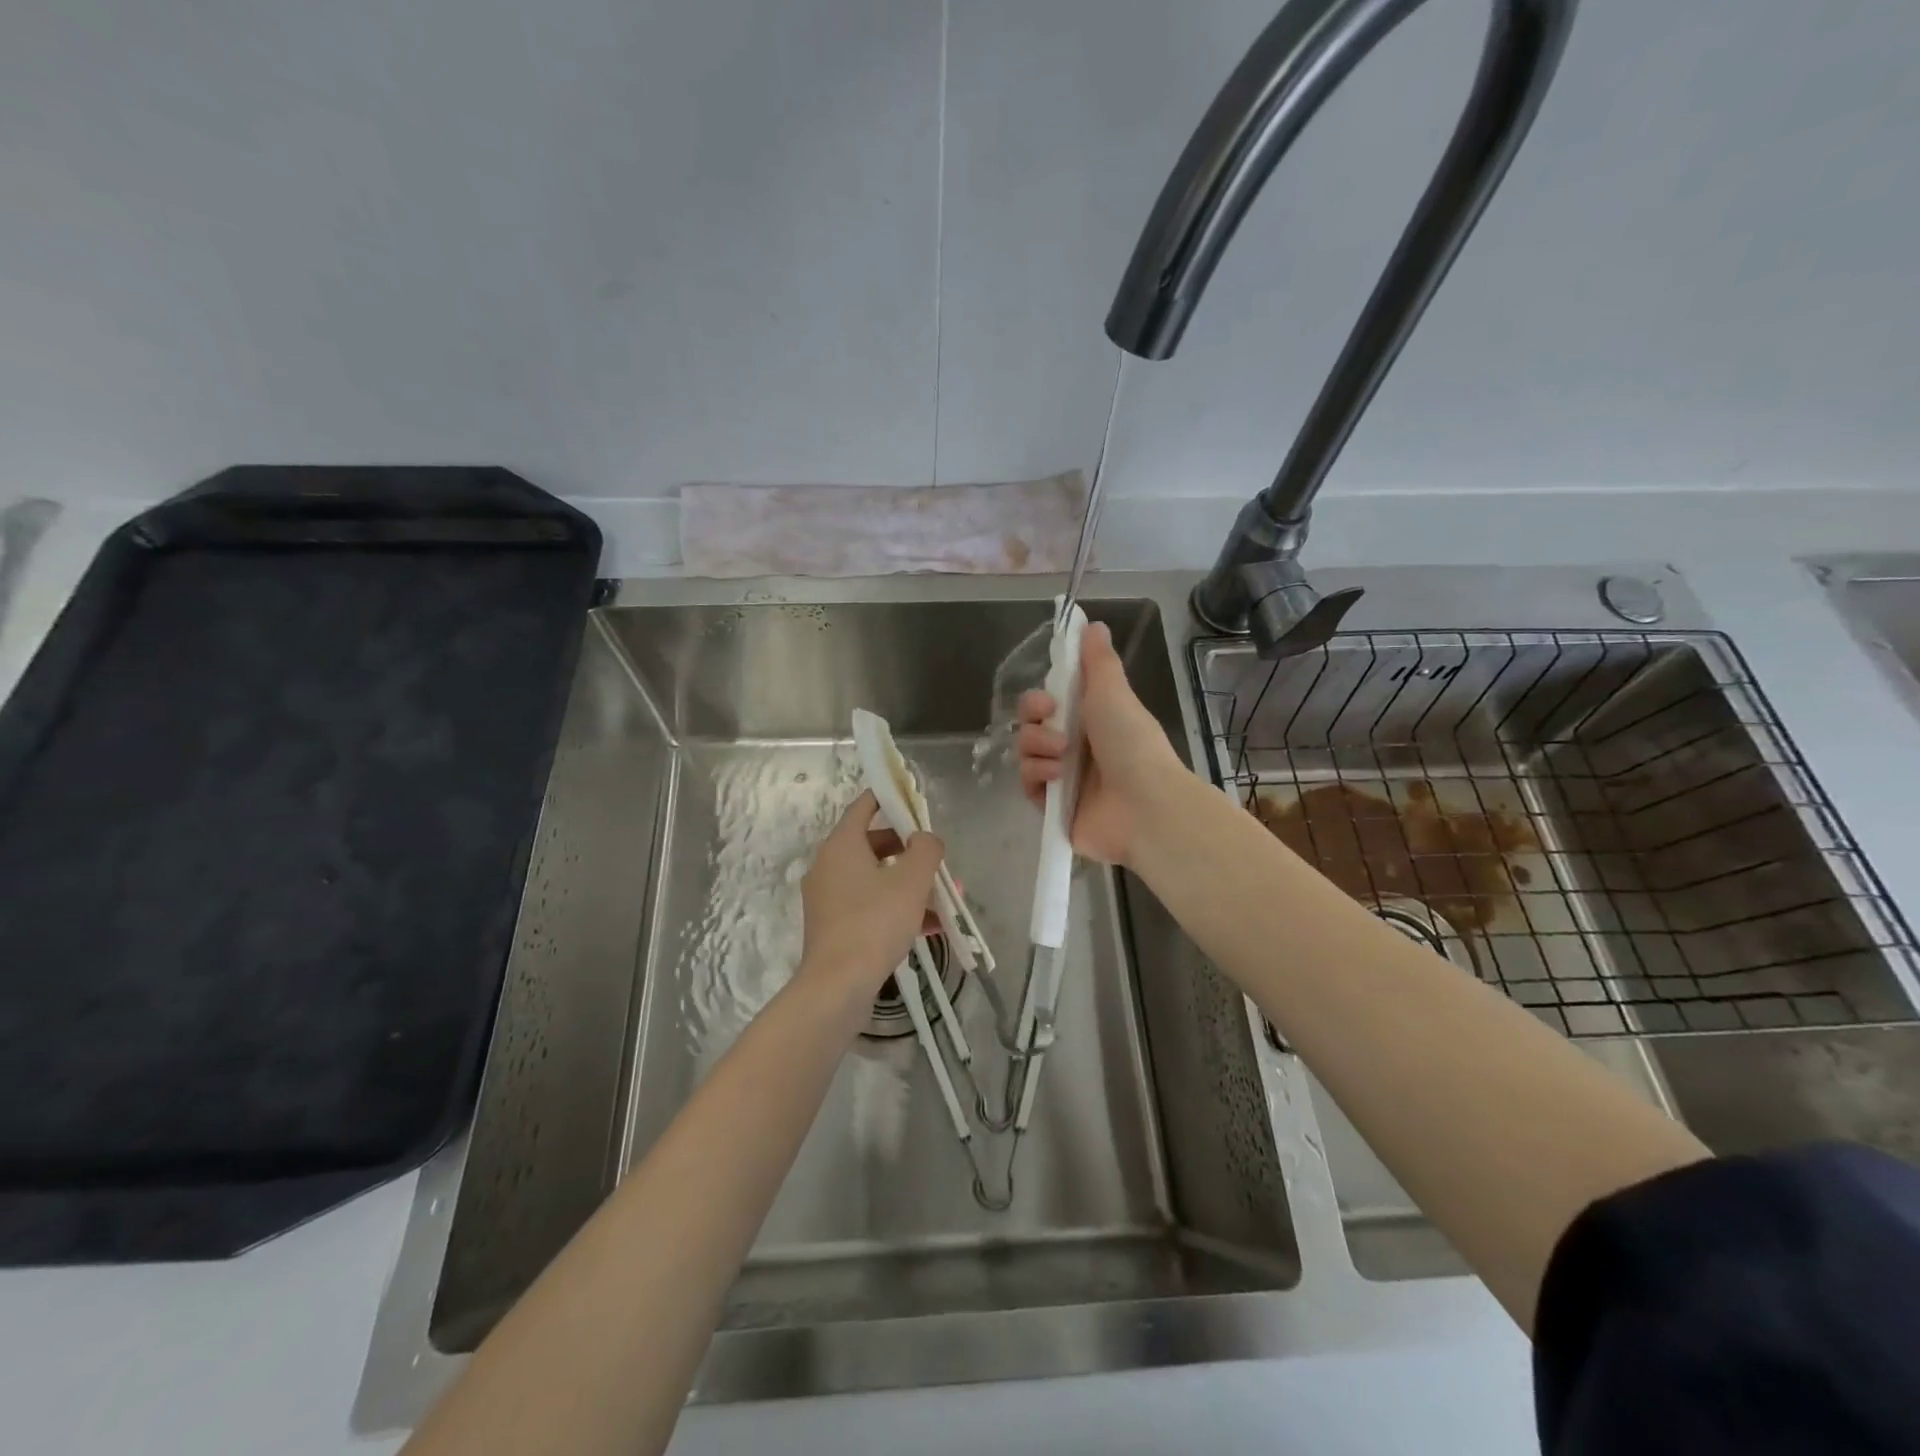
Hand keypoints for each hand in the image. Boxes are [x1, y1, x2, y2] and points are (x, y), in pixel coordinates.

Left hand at [796, 790, 944, 1009]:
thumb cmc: (874, 922)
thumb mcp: (911, 881)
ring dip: (909, 884)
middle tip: (936, 859)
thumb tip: (925, 838)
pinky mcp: (834, 926)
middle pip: (873, 844)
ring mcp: (829, 898)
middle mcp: (829, 865)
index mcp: (842, 845)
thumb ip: (925, 849)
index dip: (890, 798)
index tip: (914, 799)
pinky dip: (897, 908)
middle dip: (910, 851)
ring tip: (946, 899)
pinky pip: (870, 906)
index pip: (864, 806)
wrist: (838, 986)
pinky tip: (931, 927)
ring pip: (876, 879)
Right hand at [1017, 620, 1186, 865]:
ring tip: (1061, 759)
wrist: (1143, 804)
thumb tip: (1092, 624)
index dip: (1039, 698)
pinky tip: (1056, 779)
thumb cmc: (1131, 743)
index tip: (1049, 699)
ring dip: (1038, 749)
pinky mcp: (1053, 807)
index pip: (1047, 703)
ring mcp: (1062, 778)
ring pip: (1025, 753)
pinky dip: (1037, 777)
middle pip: (1029, 726)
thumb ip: (1097, 660)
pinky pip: (1026, 784)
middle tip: (1055, 729)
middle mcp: (1074, 747)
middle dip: (1034, 722)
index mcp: (1090, 719)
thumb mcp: (1114, 692)